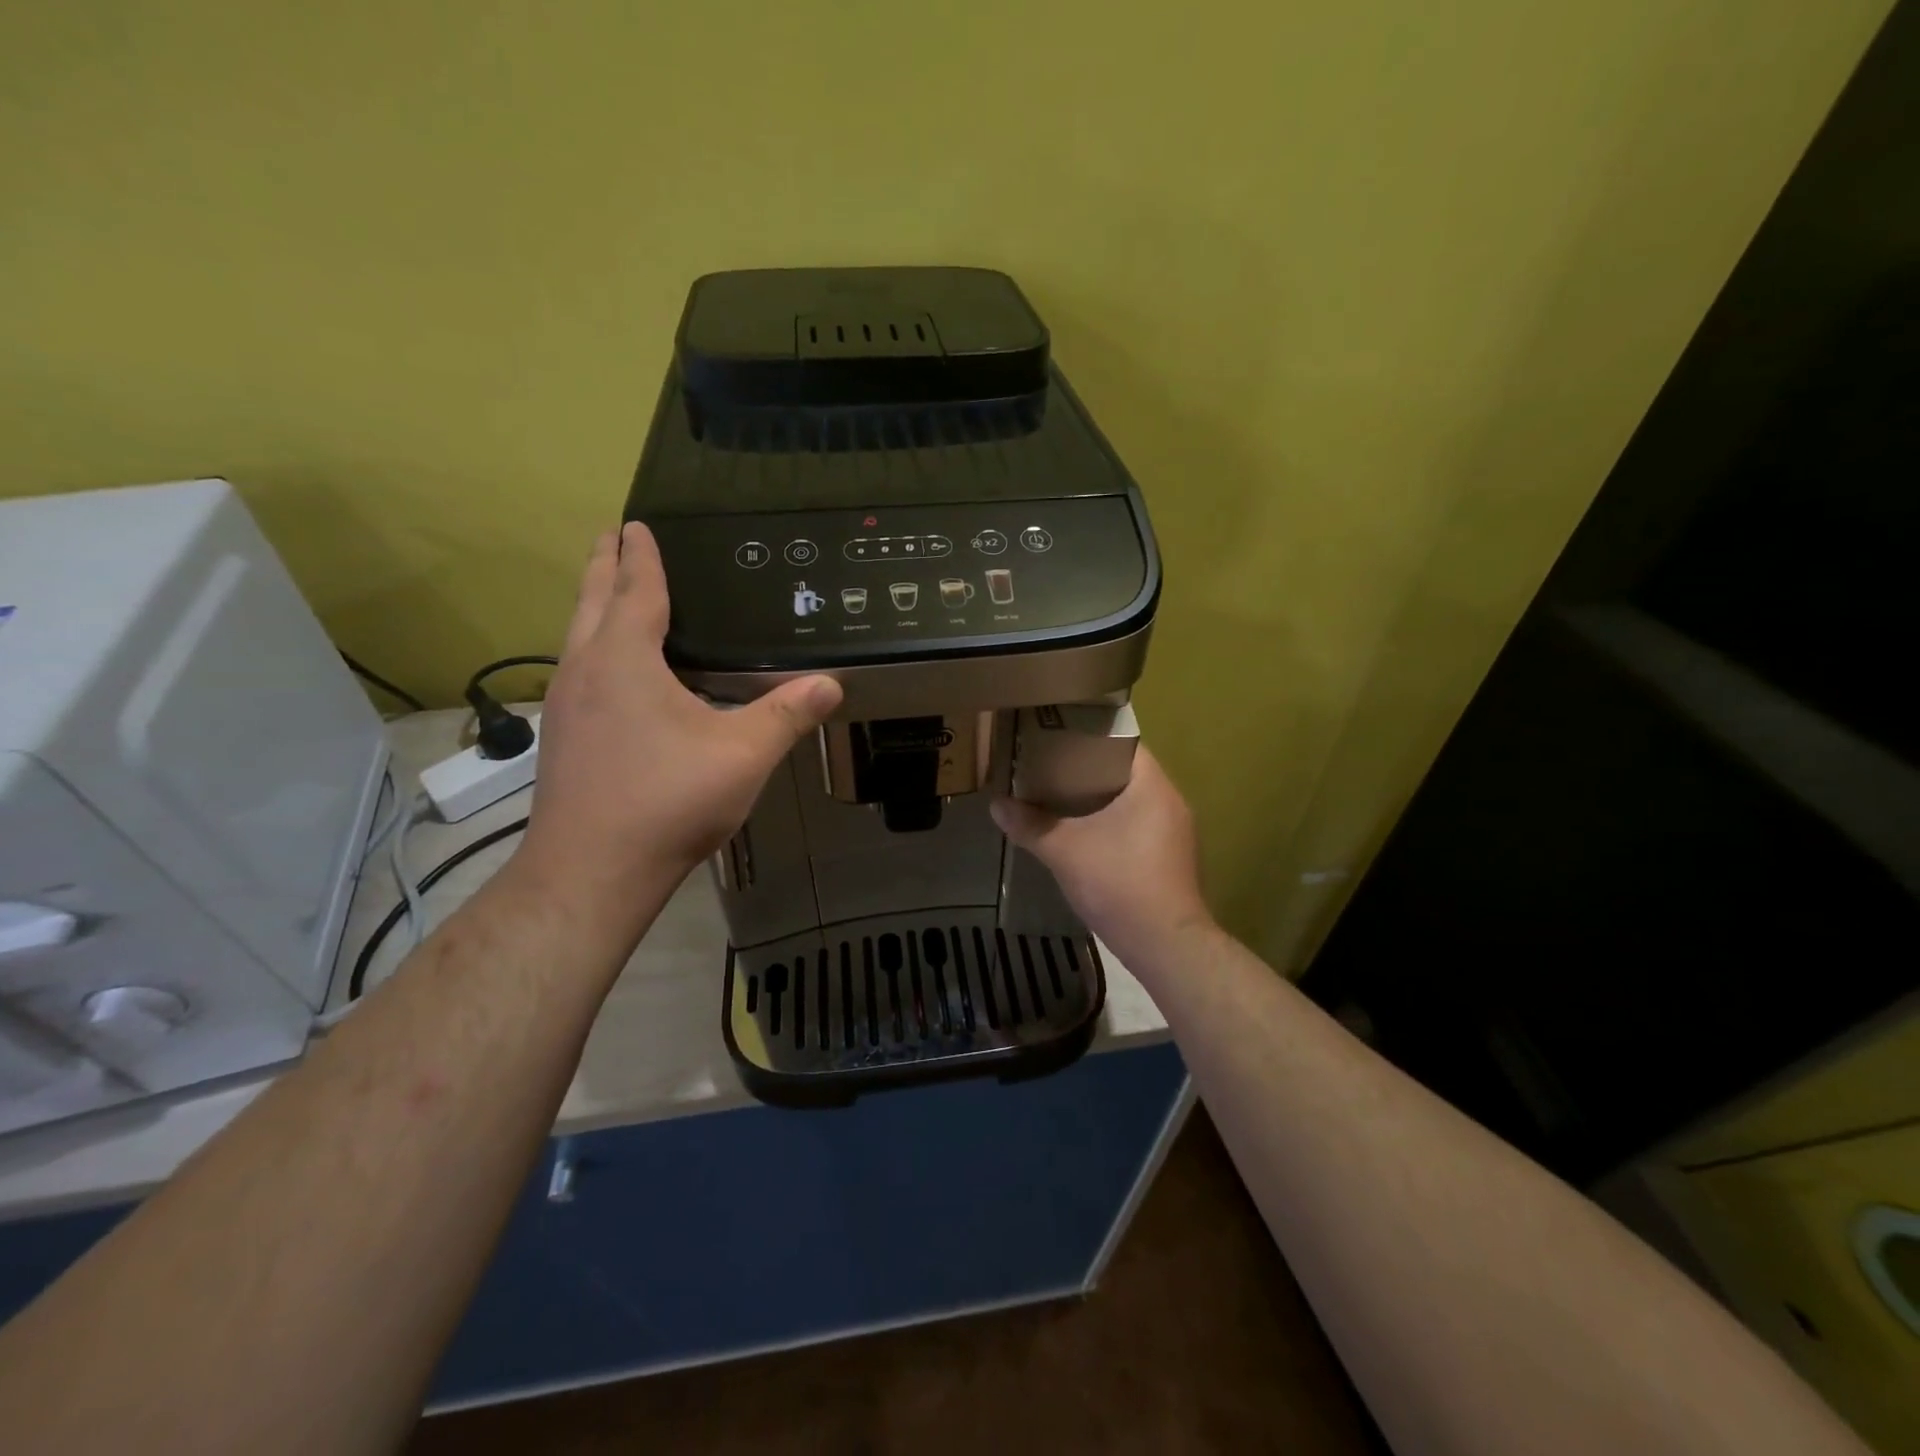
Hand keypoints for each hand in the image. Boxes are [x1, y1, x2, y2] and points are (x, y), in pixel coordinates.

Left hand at [511, 522, 841, 939]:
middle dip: (602, 565)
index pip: (635, 591)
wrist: (592, 871)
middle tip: (611, 536)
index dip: (640, 556)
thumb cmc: (668, 801)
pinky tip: (611, 672)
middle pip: (591, 602)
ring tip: (608, 591)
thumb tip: (831, 683)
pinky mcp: (564, 738)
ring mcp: (566, 705)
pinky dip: (592, 646)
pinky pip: (577, 669)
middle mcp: (585, 671)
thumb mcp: (743, 754)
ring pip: (576, 636)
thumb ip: (787, 715)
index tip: (636, 524)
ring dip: (592, 605)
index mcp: (625, 660)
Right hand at [991, 745, 1214, 962]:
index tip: (1058, 740)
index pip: (1124, 744)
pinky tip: (1086, 839)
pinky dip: (1114, 827)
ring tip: (1062, 801)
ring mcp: (1177, 834)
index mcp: (1152, 787)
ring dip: (1101, 802)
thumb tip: (996, 805)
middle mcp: (1171, 803)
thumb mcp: (1065, 851)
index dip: (1089, 739)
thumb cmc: (1119, 884)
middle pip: (1127, 774)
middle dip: (1088, 772)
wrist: (1165, 946)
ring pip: (1134, 804)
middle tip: (1050, 769)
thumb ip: (1030, 825)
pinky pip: (1140, 828)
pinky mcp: (1173, 860)